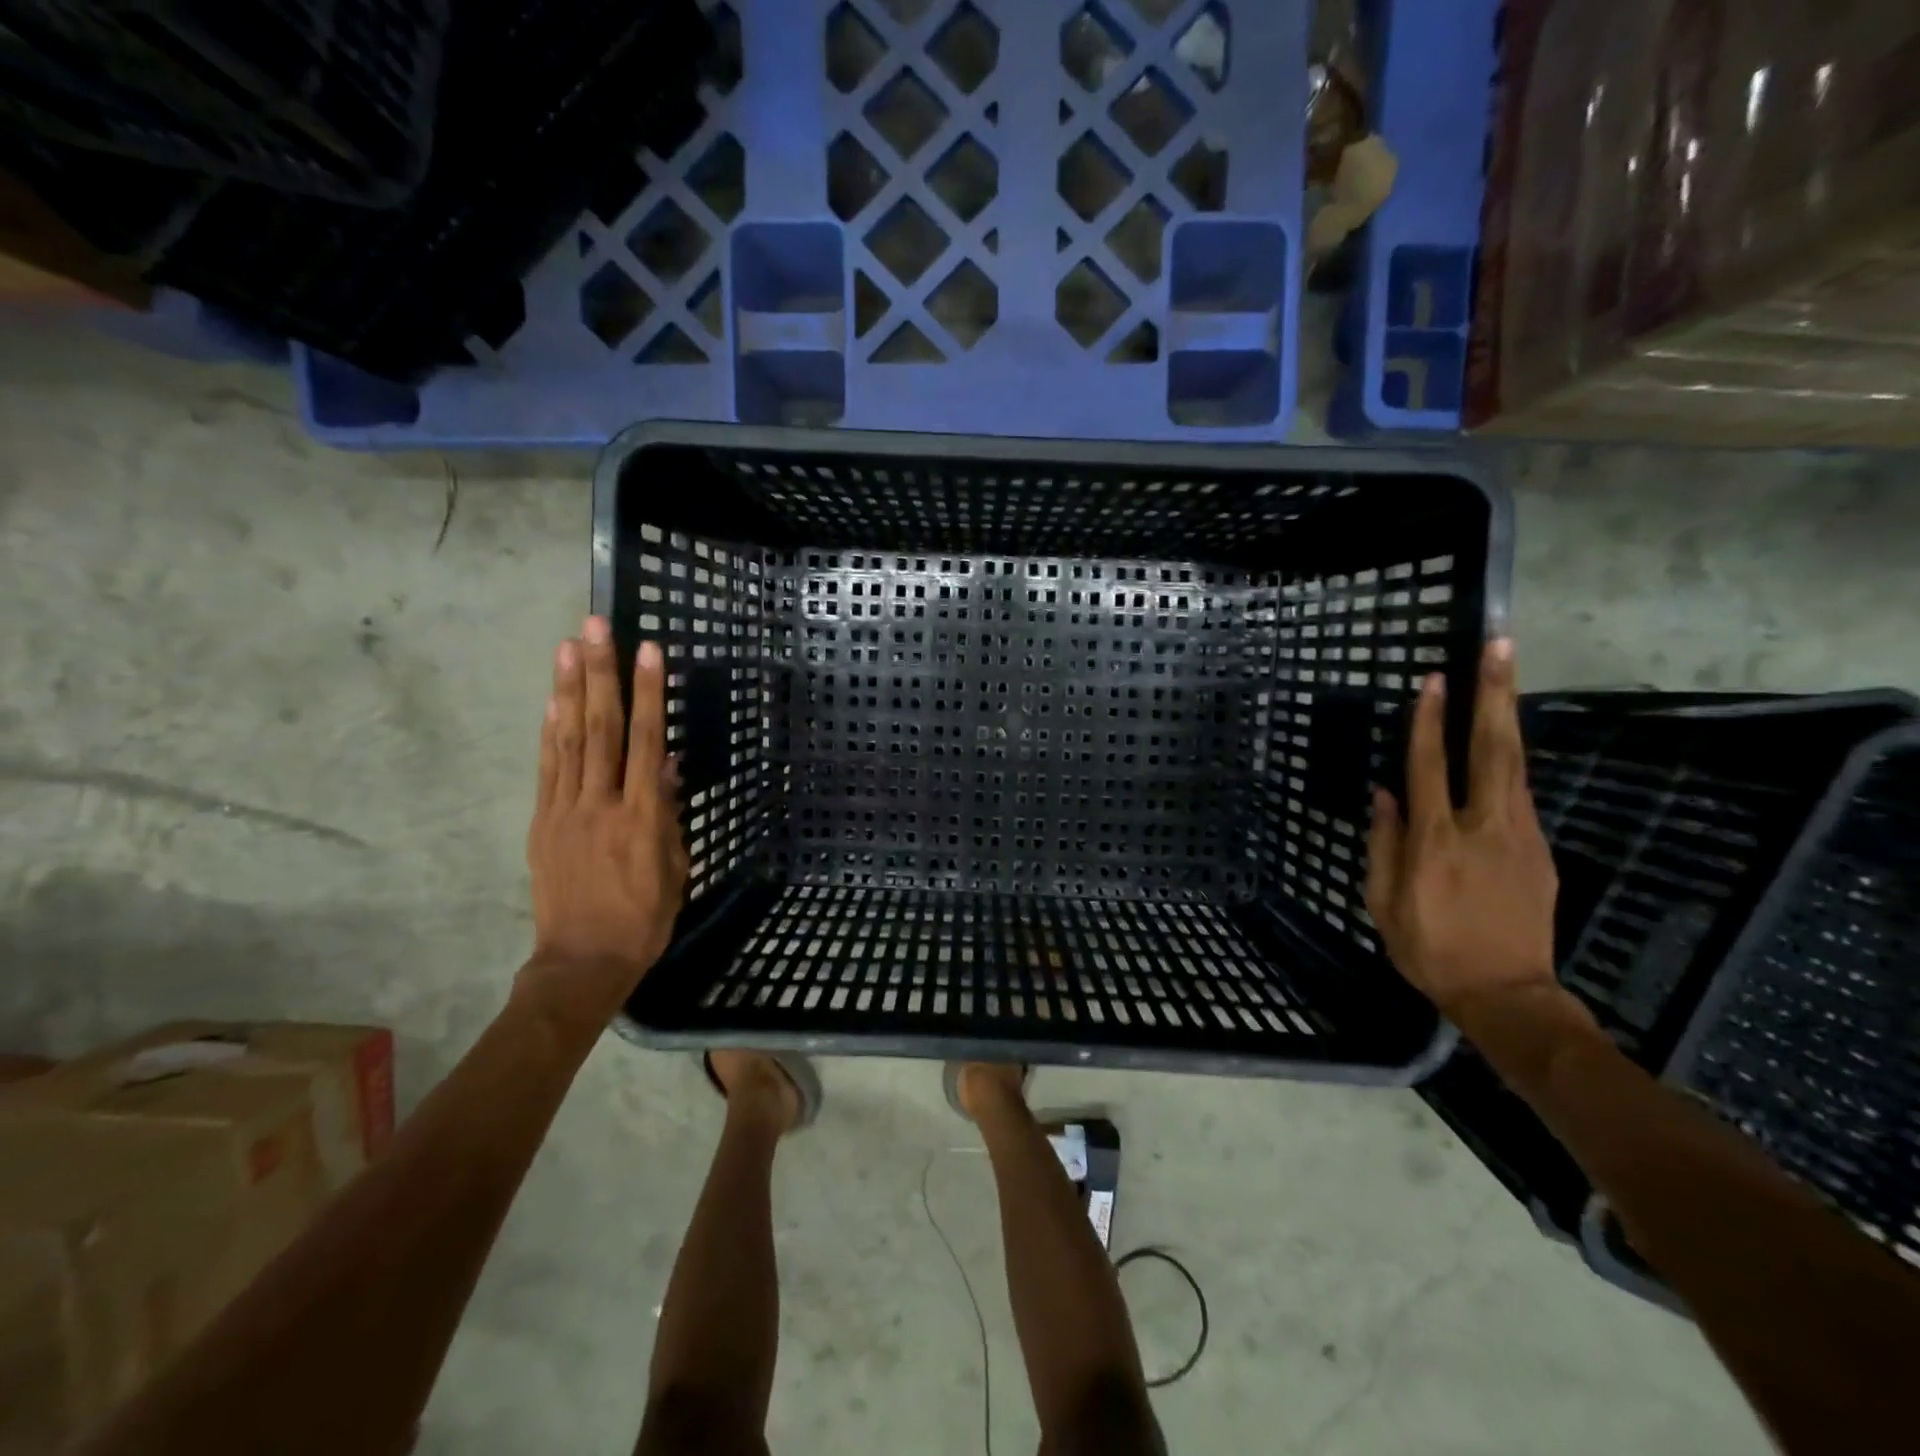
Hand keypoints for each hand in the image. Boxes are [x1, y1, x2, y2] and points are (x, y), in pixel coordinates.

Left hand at [524, 617, 687, 1002]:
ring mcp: (565, 811)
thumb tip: (665, 764)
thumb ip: (667, 813)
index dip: (649, 694)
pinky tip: (552, 701)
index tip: (650, 652)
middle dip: (602, 673)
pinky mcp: (542, 823)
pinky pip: (547, 769)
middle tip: (598, 626)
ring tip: (569, 646)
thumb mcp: (674, 868)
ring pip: (569, 740)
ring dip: (569, 689)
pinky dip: (548, 732)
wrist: (582, 962)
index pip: (647, 742)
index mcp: (642, 817)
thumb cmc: (643, 920)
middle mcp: (601, 804)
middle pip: (602, 728)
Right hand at [1365, 639, 1559, 1025]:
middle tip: (1499, 647)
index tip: (1432, 680)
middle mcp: (1483, 827)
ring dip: (1508, 716)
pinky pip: (1520, 795)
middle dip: (1494, 695)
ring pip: (1515, 765)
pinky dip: (1509, 760)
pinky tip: (1501, 744)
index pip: (1430, 767)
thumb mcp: (1383, 902)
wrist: (1507, 995)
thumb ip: (1384, 844)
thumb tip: (1384, 794)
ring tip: (1506, 675)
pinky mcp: (1540, 851)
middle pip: (1491, 749)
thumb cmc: (1429, 949)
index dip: (1429, 721)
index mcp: (1436, 841)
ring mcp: (1521, 836)